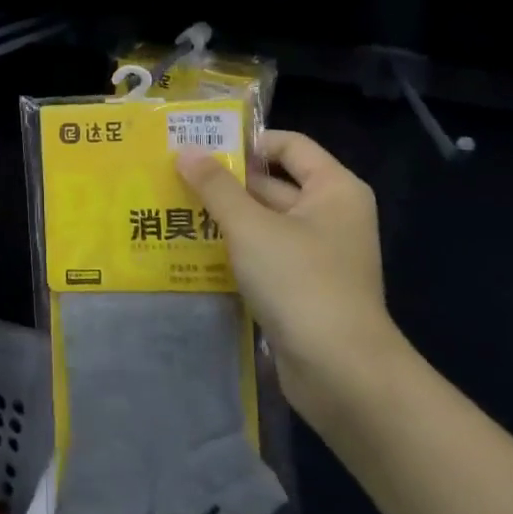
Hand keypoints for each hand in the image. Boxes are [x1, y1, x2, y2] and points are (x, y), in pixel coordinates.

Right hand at [178, 132, 407, 412]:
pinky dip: (233, 250)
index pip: (289, 145)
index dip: (246, 141)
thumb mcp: (251, 227)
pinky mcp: (301, 287)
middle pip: (272, 183)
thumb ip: (216, 187)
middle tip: (173, 178)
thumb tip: (186, 151)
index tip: (200, 147)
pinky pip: (263, 255)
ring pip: (263, 222)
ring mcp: (316, 254)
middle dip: (225, 182)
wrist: (340, 372)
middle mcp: (329, 215)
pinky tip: (192, 250)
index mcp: (333, 189)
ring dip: (224, 217)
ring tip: (172, 210)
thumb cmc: (300, 282)